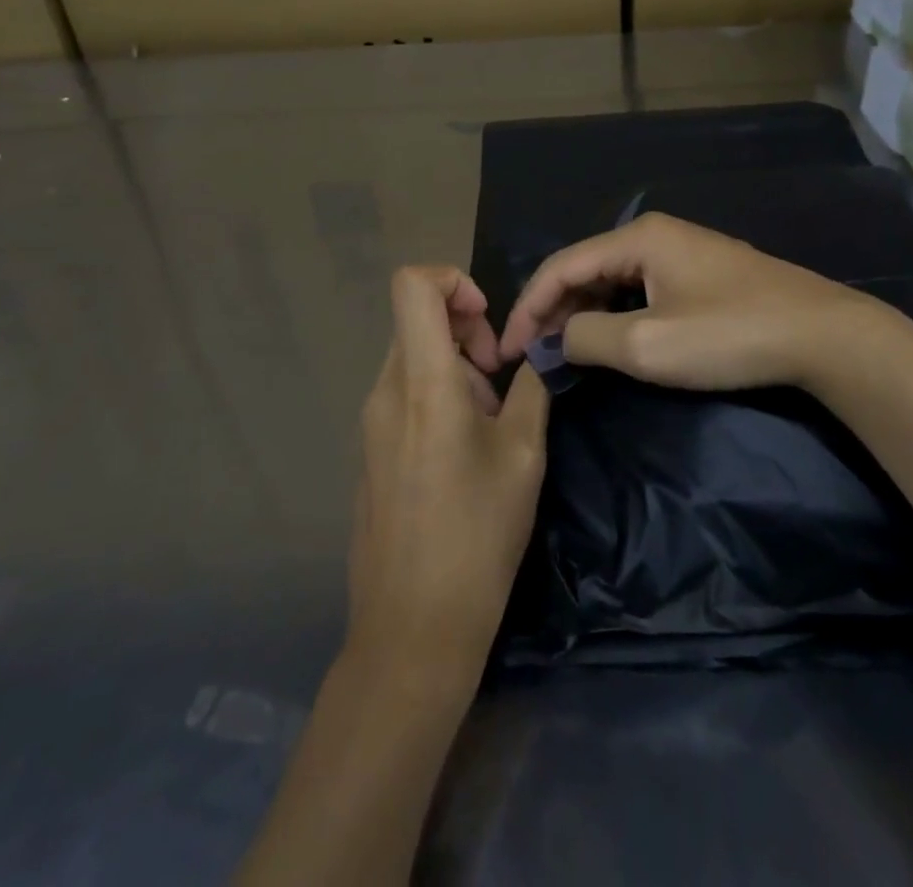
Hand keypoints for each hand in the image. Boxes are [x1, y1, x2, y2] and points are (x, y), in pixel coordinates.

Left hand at [347, 267, 548, 690]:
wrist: (413, 630)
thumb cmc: (477, 536)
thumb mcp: (524, 454)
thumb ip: (533, 386)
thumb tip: (542, 347)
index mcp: (421, 382)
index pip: (412, 284)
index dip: (453, 280)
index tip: (488, 323)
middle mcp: (385, 391)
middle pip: (417, 320)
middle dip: (466, 332)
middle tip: (500, 381)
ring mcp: (370, 423)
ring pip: (413, 358)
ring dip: (456, 368)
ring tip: (489, 425)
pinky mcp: (370, 451)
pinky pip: (403, 394)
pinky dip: (437, 396)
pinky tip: (463, 453)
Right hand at [499, 213, 887, 392]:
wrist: (825, 335)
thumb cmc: (730, 335)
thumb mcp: (648, 344)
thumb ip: (588, 337)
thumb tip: (557, 340)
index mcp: (638, 237)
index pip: (561, 266)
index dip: (528, 308)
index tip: (508, 353)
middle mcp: (655, 234)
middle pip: (585, 268)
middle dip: (554, 312)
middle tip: (534, 357)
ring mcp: (683, 251)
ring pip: (613, 279)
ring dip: (583, 314)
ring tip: (564, 353)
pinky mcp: (703, 274)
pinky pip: (641, 288)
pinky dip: (616, 314)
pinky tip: (610, 340)